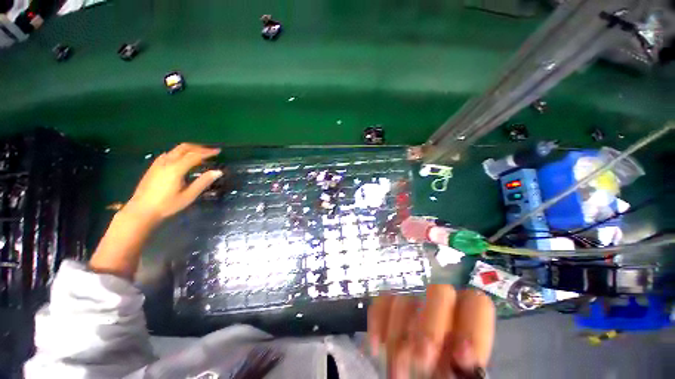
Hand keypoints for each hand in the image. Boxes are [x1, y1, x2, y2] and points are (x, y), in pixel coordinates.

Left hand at [125, 143, 222, 223]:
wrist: (141, 211)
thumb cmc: (167, 205)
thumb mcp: (188, 196)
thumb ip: (203, 182)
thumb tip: (218, 172)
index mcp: (176, 169)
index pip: (195, 156)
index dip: (207, 153)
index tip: (218, 151)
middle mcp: (167, 162)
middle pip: (184, 148)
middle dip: (198, 147)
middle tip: (210, 150)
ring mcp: (158, 164)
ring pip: (175, 149)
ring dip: (189, 149)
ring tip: (199, 153)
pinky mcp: (153, 167)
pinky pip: (169, 154)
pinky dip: (180, 152)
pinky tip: (182, 158)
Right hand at [367, 285, 494, 378]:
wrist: (423, 366)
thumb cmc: (445, 368)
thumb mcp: (459, 371)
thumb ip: (463, 366)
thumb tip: (461, 359)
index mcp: (468, 315)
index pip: (477, 303)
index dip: (471, 327)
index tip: (460, 358)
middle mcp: (442, 302)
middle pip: (439, 292)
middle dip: (430, 327)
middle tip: (421, 360)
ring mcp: (413, 297)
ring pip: (405, 300)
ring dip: (398, 338)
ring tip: (397, 372)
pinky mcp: (390, 302)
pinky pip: (382, 301)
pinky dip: (377, 322)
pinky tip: (377, 347)